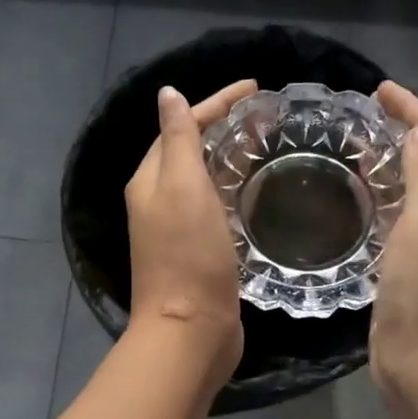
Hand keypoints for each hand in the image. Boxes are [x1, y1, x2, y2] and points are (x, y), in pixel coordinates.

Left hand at [125, 79, 256, 389]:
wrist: (191, 331)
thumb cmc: (188, 256)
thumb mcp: (182, 188)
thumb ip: (178, 140)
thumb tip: (167, 94)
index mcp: (150, 180)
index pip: (181, 126)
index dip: (216, 102)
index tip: (255, 87)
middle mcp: (159, 201)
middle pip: (191, 150)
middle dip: (224, 126)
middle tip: (266, 114)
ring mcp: (179, 229)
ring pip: (205, 179)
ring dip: (231, 157)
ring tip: (267, 144)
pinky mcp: (200, 252)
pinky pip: (217, 207)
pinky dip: (235, 190)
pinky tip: (259, 191)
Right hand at [371, 81, 417, 398]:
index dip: (416, 111)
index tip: (381, 90)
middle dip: (406, 130)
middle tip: (366, 114)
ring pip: (415, 188)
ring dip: (392, 162)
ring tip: (357, 145)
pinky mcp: (409, 268)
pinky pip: (398, 217)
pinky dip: (382, 196)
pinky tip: (358, 197)